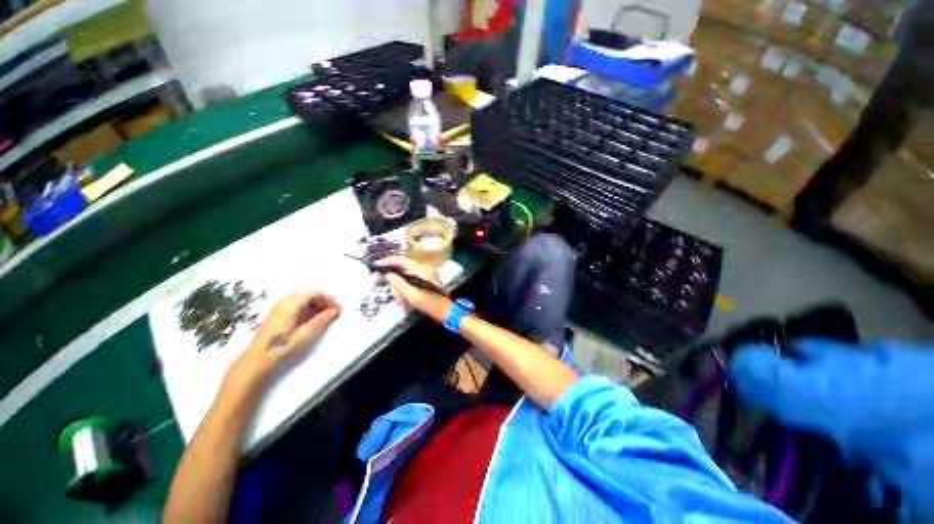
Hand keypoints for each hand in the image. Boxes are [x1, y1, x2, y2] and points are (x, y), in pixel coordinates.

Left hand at [220, 292, 340, 401]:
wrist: (257, 360)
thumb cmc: (282, 347)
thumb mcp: (305, 335)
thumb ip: (321, 320)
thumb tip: (335, 311)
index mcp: (291, 305)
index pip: (314, 293)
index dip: (329, 299)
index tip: (338, 310)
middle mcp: (283, 302)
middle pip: (308, 294)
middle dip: (322, 300)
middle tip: (332, 312)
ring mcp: (278, 308)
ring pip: (301, 298)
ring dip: (315, 304)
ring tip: (323, 316)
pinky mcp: (276, 315)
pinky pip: (295, 304)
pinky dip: (306, 307)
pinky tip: (309, 319)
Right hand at [374, 256, 450, 322]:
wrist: (446, 313)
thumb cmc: (430, 304)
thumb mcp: (412, 296)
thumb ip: (399, 284)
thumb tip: (388, 274)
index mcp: (423, 269)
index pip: (402, 260)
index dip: (388, 261)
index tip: (375, 265)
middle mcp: (424, 269)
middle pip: (402, 270)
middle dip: (396, 283)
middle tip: (395, 296)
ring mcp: (425, 275)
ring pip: (405, 278)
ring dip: (401, 290)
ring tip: (403, 302)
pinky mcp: (425, 281)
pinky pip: (410, 283)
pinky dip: (406, 292)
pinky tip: (406, 302)